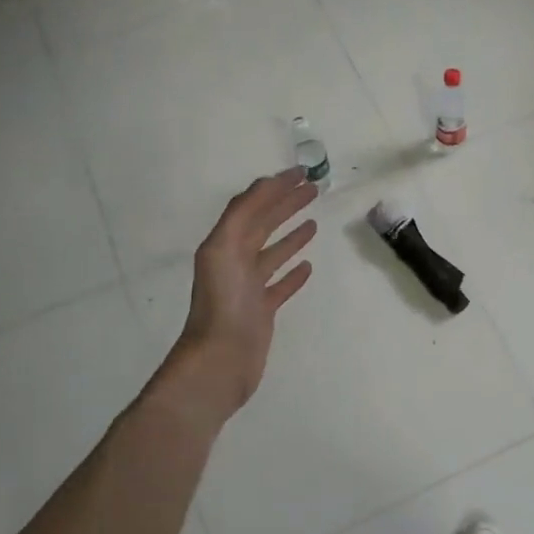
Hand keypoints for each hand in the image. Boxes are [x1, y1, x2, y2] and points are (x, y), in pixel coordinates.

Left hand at [162, 169, 318, 420]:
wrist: (220, 361)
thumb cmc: (222, 304)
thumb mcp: (224, 249)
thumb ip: (242, 215)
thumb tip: (266, 185)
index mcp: (224, 244)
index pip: (251, 206)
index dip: (273, 187)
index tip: (300, 173)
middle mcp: (234, 261)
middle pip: (263, 225)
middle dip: (286, 204)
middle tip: (313, 189)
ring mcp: (248, 288)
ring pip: (272, 253)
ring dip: (291, 234)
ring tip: (314, 222)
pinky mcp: (261, 311)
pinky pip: (280, 285)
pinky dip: (293, 273)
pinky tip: (308, 266)